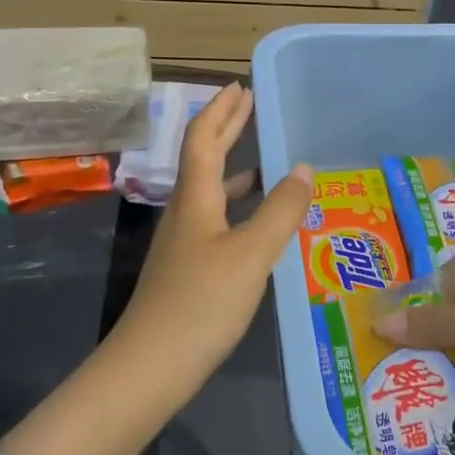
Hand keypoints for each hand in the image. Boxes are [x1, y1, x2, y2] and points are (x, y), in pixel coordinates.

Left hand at [115, 83, 311, 386]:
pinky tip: (260, 221)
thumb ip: (280, 210)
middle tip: (250, 104)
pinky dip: (239, 205)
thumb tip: (304, 166)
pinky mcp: (189, 268)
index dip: (221, 109)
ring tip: (267, 159)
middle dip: (226, 127)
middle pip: (203, 157)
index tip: (241, 86)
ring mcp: (185, 241)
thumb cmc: (201, 303)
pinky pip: (218, 218)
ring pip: (211, 189)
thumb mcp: (251, 254)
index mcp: (196, 197)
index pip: (203, 137)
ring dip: (235, 167)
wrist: (150, 368)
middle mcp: (186, 211)